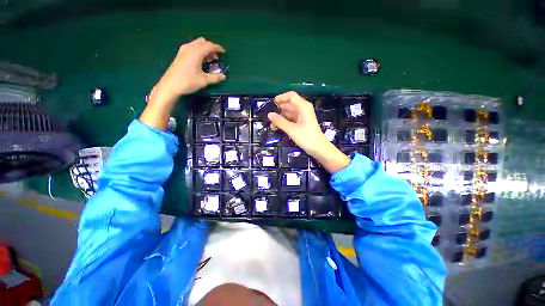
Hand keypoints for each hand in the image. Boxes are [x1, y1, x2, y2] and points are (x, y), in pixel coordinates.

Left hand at [141, 38, 225, 129]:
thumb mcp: (204, 80)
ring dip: (204, 49)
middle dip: (210, 48)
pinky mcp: (180, 55)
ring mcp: (183, 51)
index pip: (209, 46)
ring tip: (208, 60)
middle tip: (215, 58)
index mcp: (196, 52)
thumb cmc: (188, 82)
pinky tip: (199, 61)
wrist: (170, 85)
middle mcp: (189, 48)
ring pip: (196, 44)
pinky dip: (198, 51)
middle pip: (202, 42)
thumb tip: (224, 76)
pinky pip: (191, 48)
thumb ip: (215, 77)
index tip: (224, 52)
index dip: (218, 48)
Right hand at [268, 91, 350, 172]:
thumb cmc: (307, 138)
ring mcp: (303, 116)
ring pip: (289, 112)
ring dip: (281, 117)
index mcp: (303, 106)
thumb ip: (280, 121)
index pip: (291, 96)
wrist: (319, 149)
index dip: (281, 98)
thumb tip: (269, 114)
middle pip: (289, 104)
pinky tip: (278, 127)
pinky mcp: (302, 123)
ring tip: (272, 125)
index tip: (271, 104)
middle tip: (269, 117)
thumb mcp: (291, 129)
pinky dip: (285, 122)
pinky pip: (291, 119)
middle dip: (279, 110)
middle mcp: (303, 109)